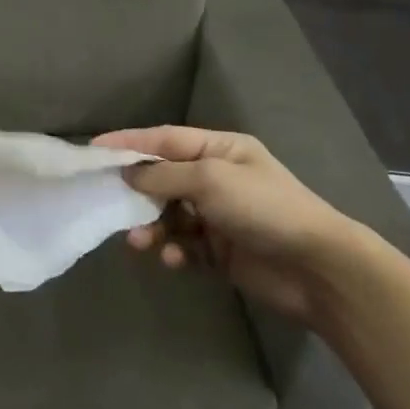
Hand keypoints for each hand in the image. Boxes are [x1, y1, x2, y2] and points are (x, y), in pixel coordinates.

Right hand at [92, 125, 357, 322]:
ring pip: (169, 215)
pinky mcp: (220, 251)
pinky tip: (173, 259)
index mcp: (219, 150)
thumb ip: (163, 176)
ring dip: (151, 226)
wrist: (317, 268)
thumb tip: (127, 174)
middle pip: (162, 179)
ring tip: (139, 241)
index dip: (128, 143)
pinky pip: (185, 246)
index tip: (92, 149)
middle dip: (137, 191)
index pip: (164, 140)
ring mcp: (219, 216)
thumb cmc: (263, 208)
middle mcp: (217, 178)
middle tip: (108, 201)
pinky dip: (174, 250)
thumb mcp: (209, 180)